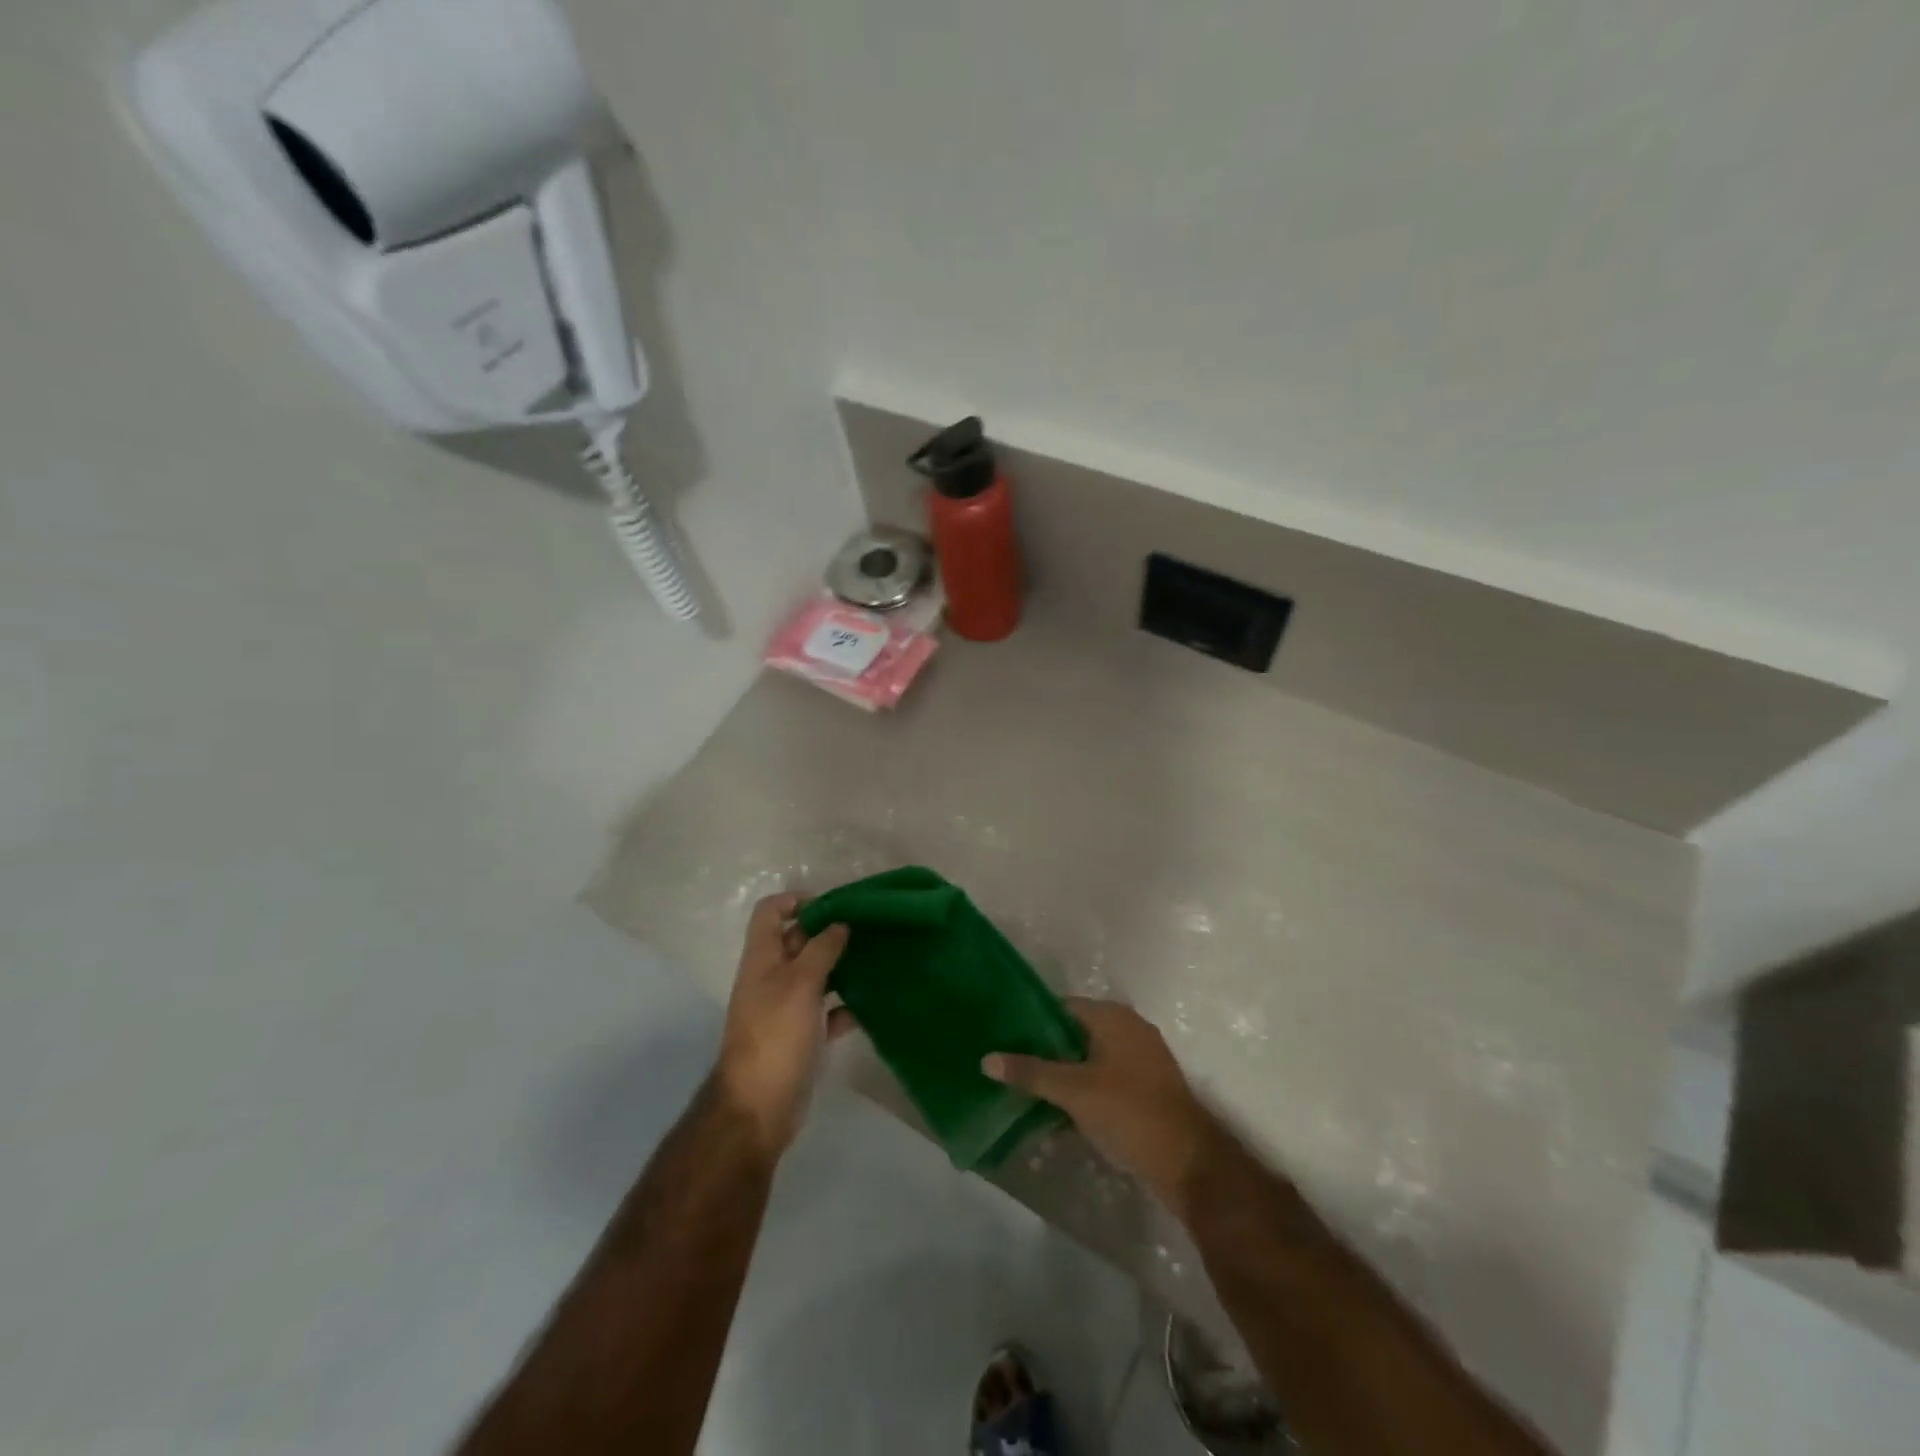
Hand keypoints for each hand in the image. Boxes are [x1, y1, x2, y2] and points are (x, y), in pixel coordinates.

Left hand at [715, 893, 852, 1155]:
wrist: (759, 1108)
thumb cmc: (775, 1036)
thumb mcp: (800, 984)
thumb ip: (821, 949)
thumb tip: (840, 923)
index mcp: (763, 959)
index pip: (771, 912)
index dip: (796, 900)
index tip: (833, 904)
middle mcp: (772, 978)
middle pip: (798, 941)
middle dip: (828, 931)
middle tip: (867, 928)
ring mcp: (787, 1008)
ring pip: (816, 975)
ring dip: (842, 966)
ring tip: (876, 958)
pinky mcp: (802, 1035)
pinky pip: (827, 1011)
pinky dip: (846, 1006)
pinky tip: (871, 1005)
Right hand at [983, 999, 1217, 1213]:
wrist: (1188, 1163)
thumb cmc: (1128, 1112)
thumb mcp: (1073, 1091)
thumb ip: (1030, 1072)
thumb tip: (986, 1058)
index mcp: (1113, 1017)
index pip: (1061, 1007)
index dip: (1030, 1021)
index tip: (1001, 1037)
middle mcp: (1128, 1030)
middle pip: (1073, 1035)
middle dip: (1042, 1053)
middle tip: (1007, 1067)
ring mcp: (1139, 1062)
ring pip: (1087, 1062)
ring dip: (1060, 1078)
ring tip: (1023, 1094)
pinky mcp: (1144, 1092)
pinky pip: (1102, 1084)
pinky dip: (1080, 1096)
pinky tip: (1054, 1119)